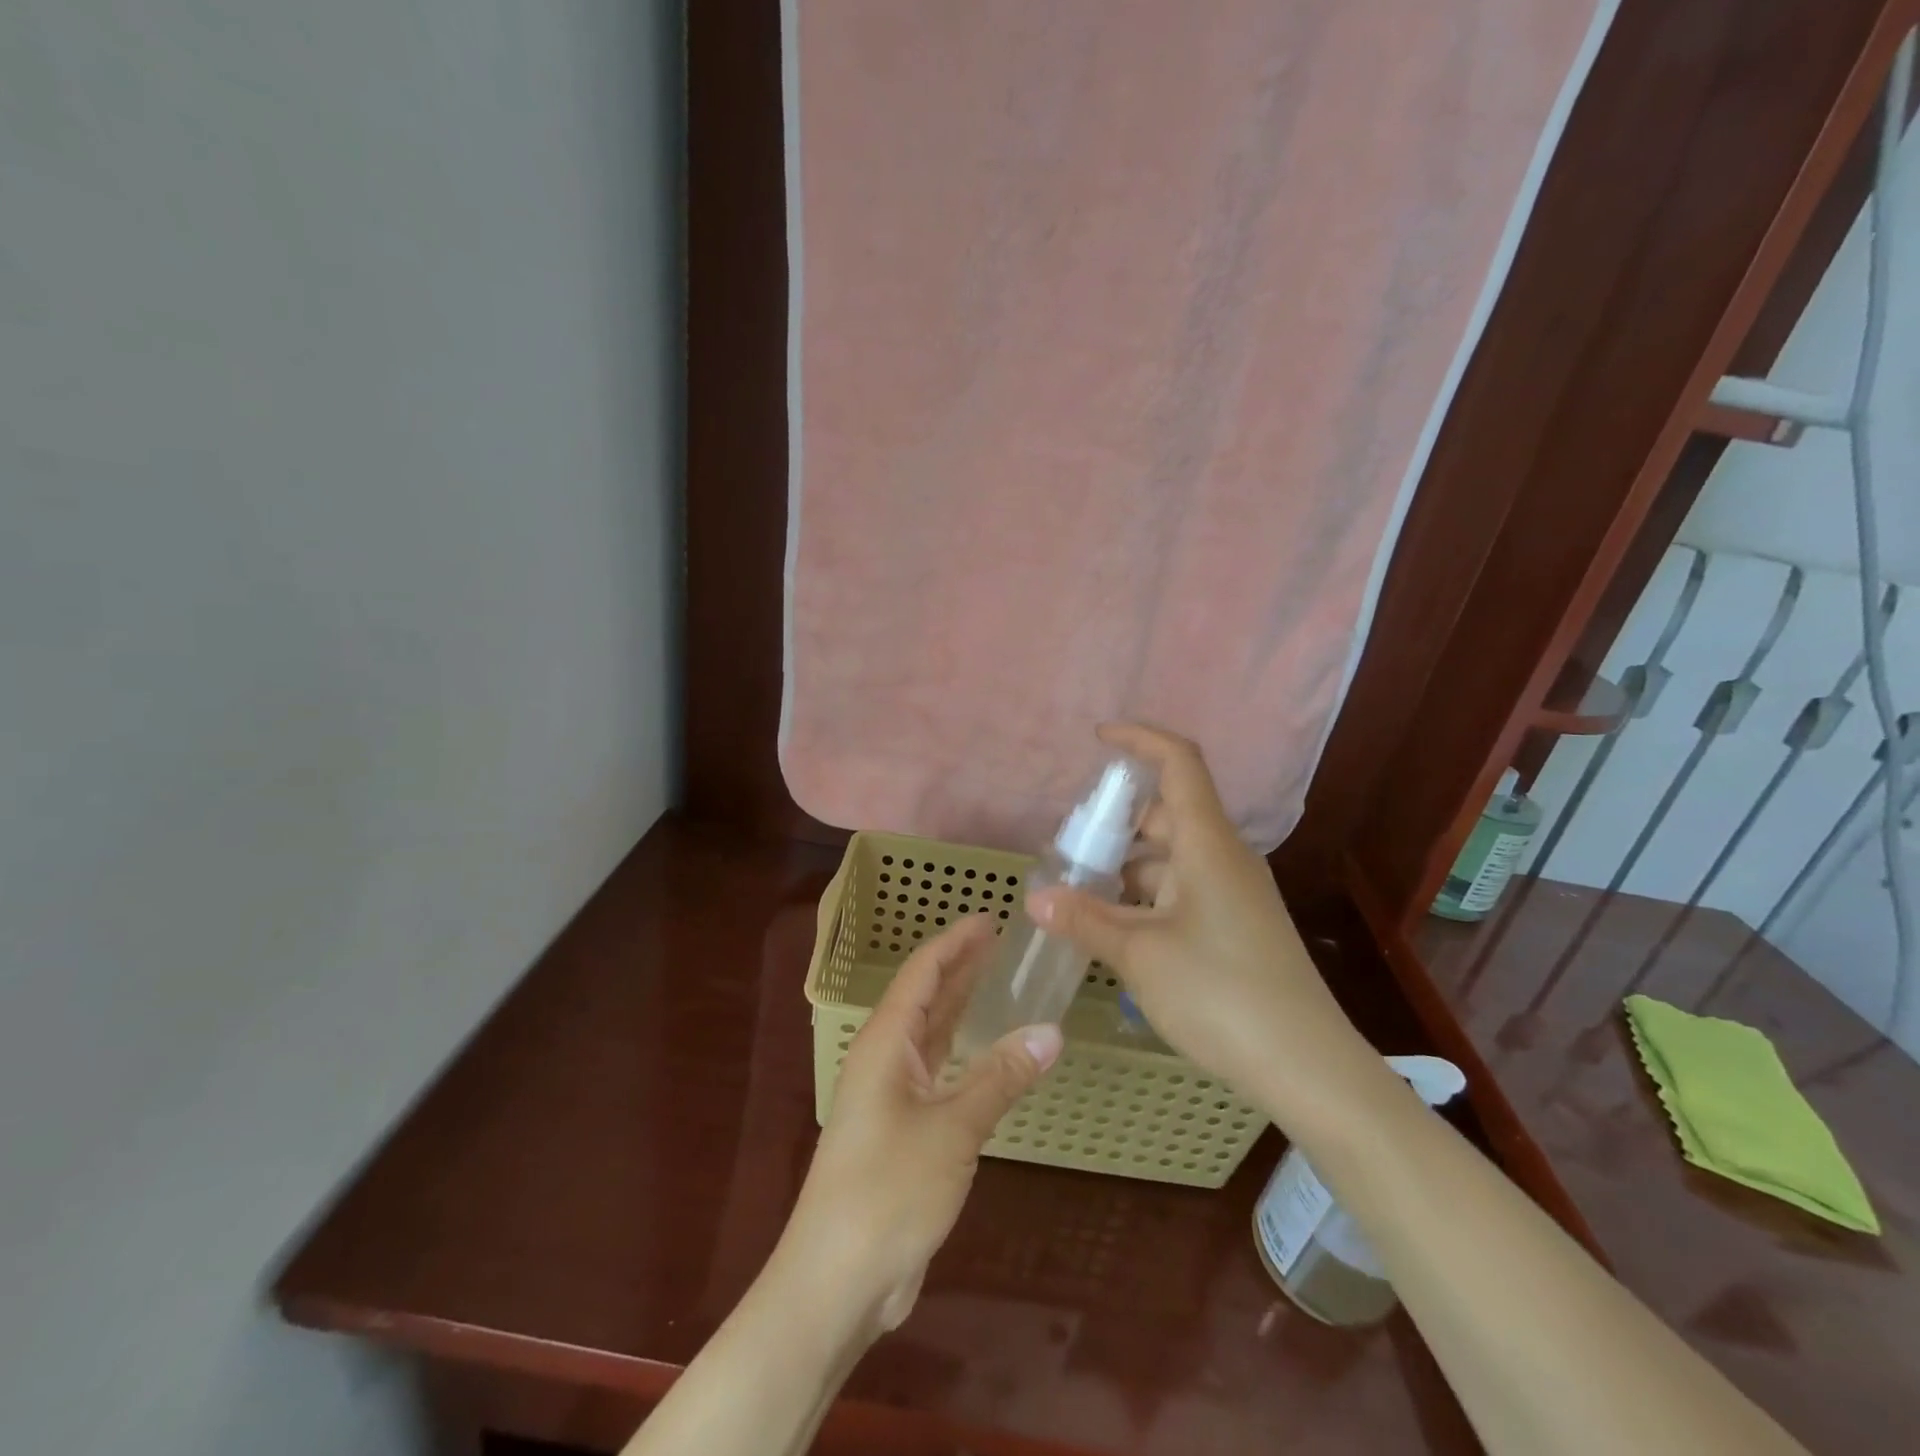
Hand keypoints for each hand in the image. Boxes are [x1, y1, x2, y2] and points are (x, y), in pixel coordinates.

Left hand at [780, 916, 1061, 1332]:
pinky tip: (988, 1049)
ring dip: (960, 1004)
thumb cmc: (888, 1190)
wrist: (838, 1279)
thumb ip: (1001, 1077)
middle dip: (960, 965)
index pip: (922, 972)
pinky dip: (963, 1051)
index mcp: (886, 1042)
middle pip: (926, 996)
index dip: (955, 942)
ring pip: (931, 1033)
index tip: (990, 917)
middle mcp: (885, 1058)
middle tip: (1002, 939)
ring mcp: (891, 1094)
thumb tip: (1052, 1031)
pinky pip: (937, 1070)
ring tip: (997, 978)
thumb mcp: (953, 1129)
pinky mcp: (903, 1128)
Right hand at [1029, 723, 1384, 1125]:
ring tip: (1077, 895)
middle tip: (1067, 848)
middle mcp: (1222, 857)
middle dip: (1114, 823)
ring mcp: (1232, 894)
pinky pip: (1179, 891)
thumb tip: (1036, 898)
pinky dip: (1143, 898)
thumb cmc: (1221, 994)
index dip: (1139, 740)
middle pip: (1165, 814)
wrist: (1307, 1067)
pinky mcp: (1234, 926)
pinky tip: (1113, 928)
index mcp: (1207, 844)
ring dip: (1124, 868)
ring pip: (1168, 859)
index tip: (1098, 739)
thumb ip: (1085, 920)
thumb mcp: (1140, 955)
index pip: (1179, 763)